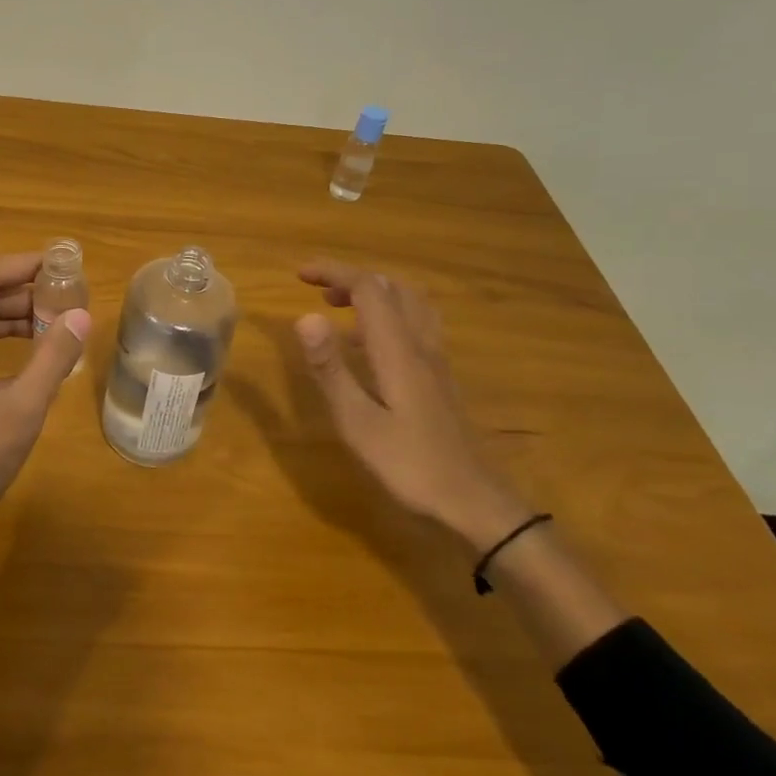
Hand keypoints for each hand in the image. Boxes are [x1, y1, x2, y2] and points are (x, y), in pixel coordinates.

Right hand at [294, 259, 530, 551]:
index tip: (300, 274)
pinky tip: (371, 345)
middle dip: (352, 278)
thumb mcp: (357, 422)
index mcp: (398, 350)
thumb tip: (304, 316)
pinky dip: (390, 315)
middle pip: (393, 288)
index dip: (334, 272)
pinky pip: (417, 325)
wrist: (475, 502)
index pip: (368, 289)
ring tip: (342, 308)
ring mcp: (437, 361)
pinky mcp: (442, 378)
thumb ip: (330, 369)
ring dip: (375, 293)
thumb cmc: (410, 465)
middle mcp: (421, 345)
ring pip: (411, 303)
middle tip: (318, 290)